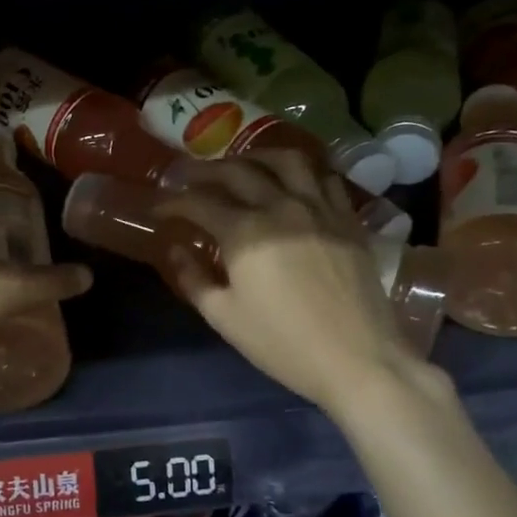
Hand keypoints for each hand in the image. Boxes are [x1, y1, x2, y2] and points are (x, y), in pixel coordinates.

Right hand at [157, 152, 418, 413]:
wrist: (358, 360)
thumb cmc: (283, 343)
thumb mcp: (224, 317)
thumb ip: (194, 279)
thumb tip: (176, 250)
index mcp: (245, 232)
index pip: (199, 202)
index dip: (173, 202)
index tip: (158, 209)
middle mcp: (281, 207)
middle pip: (237, 171)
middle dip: (205, 170)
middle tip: (188, 178)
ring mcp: (320, 209)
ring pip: (286, 160)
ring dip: (256, 157)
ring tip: (242, 165)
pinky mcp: (348, 220)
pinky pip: (325, 178)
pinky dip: (303, 171)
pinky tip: (292, 182)